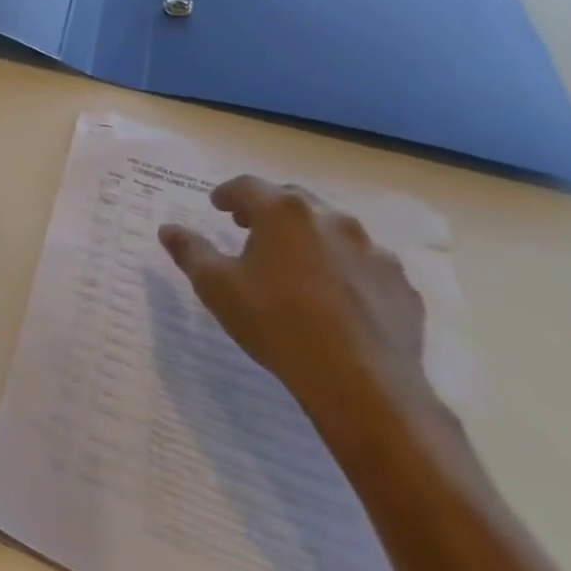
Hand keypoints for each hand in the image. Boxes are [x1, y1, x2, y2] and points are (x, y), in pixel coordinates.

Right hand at [158, 176, 432, 431]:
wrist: (362, 384)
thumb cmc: (276, 323)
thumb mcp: (215, 286)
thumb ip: (190, 250)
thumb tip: (169, 229)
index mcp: (284, 213)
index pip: (248, 186)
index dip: (228, 194)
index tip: (218, 207)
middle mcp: (333, 221)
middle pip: (294, 200)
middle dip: (269, 209)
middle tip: (249, 228)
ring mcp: (375, 252)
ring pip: (333, 230)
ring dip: (308, 236)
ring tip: (292, 264)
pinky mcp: (401, 285)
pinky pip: (364, 263)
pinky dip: (343, 267)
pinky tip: (332, 295)